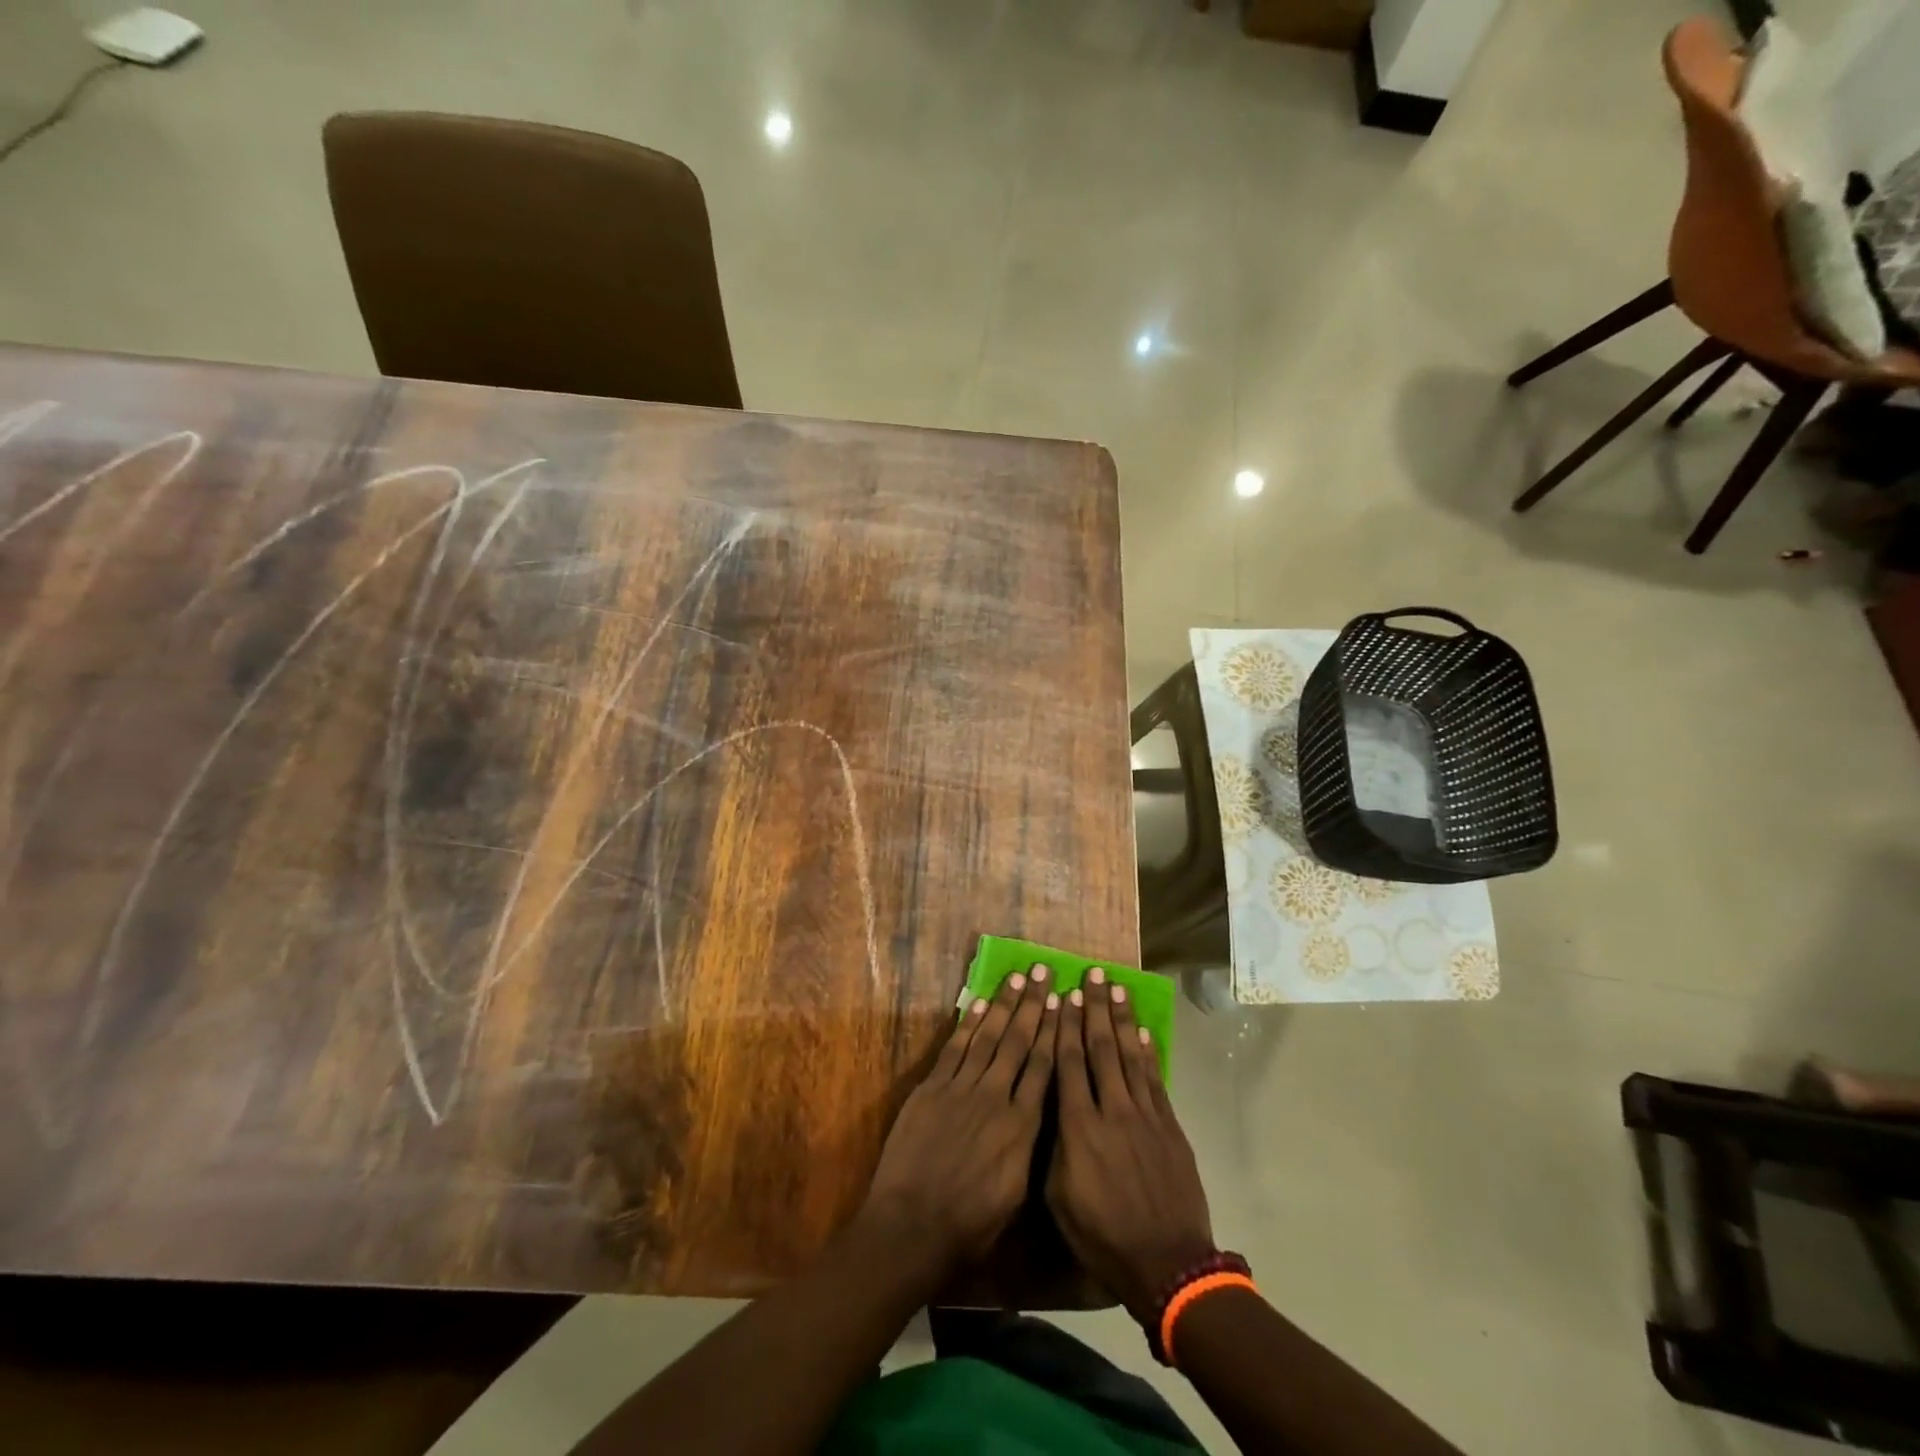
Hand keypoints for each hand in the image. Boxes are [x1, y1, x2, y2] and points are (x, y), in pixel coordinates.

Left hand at [857, 965, 1057, 1279]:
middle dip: (1034, 1005)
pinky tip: (980, 1004)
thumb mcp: (1017, 1196)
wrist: (912, 1226)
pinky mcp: (932, 1089)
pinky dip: (968, 1025)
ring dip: (1004, 1005)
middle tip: (1045, 971)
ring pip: (989, 1038)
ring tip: (1018, 977)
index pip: (1044, 1068)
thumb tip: (1040, 1115)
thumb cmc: (970, 1225)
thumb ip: (1030, 1148)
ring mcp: (961, 1089)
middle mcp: (996, 1098)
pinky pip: (955, 1049)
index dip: (1055, 1031)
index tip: (1064, 1002)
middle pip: (1019, 1042)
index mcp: (1023, 1127)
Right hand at [1047, 970, 1214, 1326]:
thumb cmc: (1103, 1237)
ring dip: (1121, 1019)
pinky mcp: (1169, 1126)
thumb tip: (1046, 1108)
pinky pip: (1155, 1080)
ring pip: (1129, 1055)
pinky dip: (1148, 1053)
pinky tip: (1142, 1032)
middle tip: (1091, 973)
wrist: (1168, 1264)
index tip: (1063, 995)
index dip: (1065, 1026)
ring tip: (1115, 987)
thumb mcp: (1059, 1199)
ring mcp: (1144, 1115)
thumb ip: (1052, 1148)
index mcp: (1078, 1128)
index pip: (1068, 1064)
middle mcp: (1111, 1110)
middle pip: (1100, 1048)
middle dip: (1094, 1008)